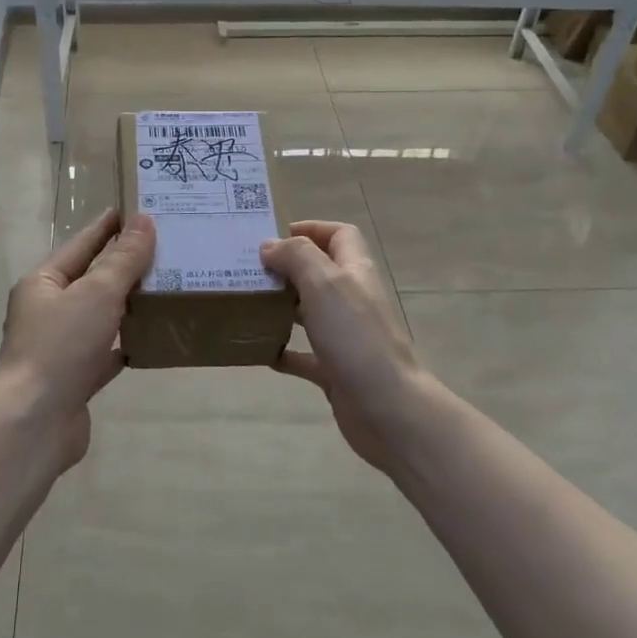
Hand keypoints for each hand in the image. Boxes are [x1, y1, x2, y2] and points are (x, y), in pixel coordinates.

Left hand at [0, 210, 154, 464]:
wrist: (36, 422)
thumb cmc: (62, 346)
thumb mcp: (97, 293)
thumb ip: (123, 260)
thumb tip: (143, 222)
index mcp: (43, 283)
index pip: (81, 244)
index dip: (107, 227)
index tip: (135, 210)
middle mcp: (48, 312)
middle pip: (91, 280)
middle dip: (123, 265)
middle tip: (164, 247)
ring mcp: (60, 347)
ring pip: (100, 316)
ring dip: (127, 303)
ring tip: (165, 286)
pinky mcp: (75, 378)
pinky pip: (106, 352)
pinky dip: (126, 343)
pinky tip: (153, 335)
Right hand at [260, 221, 429, 472]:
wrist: (387, 408)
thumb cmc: (356, 337)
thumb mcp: (324, 283)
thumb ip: (296, 257)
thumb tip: (270, 246)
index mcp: (355, 272)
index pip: (340, 235)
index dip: (312, 229)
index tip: (275, 237)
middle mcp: (352, 300)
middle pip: (321, 273)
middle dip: (288, 268)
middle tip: (251, 271)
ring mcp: (346, 337)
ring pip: (310, 313)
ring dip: (282, 307)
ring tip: (249, 304)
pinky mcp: (336, 370)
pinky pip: (305, 356)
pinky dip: (284, 351)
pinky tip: (261, 352)